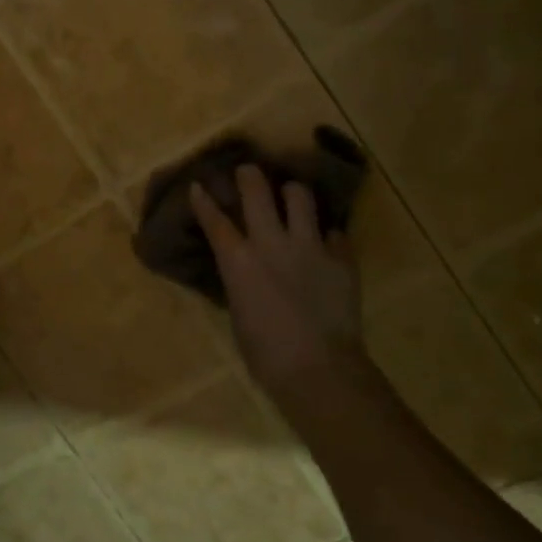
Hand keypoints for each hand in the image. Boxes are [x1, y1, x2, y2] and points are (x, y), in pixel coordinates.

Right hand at [190, 165, 364, 400]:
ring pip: (300, 197)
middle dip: (249, 176)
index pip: (215, 220)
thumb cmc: (265, 353)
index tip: (199, 185)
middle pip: (257, 192)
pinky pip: (335, 232)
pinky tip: (325, 242)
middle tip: (248, 171)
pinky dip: (327, 234)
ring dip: (292, 194)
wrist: (319, 369)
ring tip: (292, 197)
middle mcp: (272, 243)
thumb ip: (240, 280)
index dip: (204, 200)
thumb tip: (243, 269)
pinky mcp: (341, 258)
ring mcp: (310, 246)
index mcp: (239, 261)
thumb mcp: (238, 311)